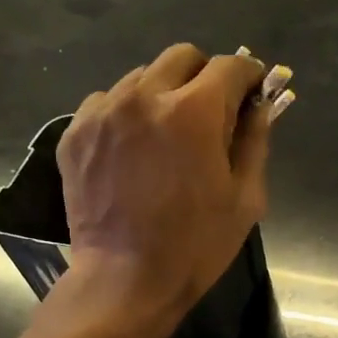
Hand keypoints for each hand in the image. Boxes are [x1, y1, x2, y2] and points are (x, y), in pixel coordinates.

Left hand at [57, 43, 270, 326]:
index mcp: (194, 112)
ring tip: (167, 136)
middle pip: (183, 57)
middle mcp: (145, 96)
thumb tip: (261, 106)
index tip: (253, 94)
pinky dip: (127, 114)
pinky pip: (107, 101)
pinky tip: (133, 150)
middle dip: (205, 77)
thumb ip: (255, 141)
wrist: (125, 280)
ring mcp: (104, 112)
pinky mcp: (76, 132)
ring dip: (163, 94)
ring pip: (142, 77)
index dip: (249, 77)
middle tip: (211, 115)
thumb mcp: (244, 198)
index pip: (231, 66)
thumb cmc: (195, 246)